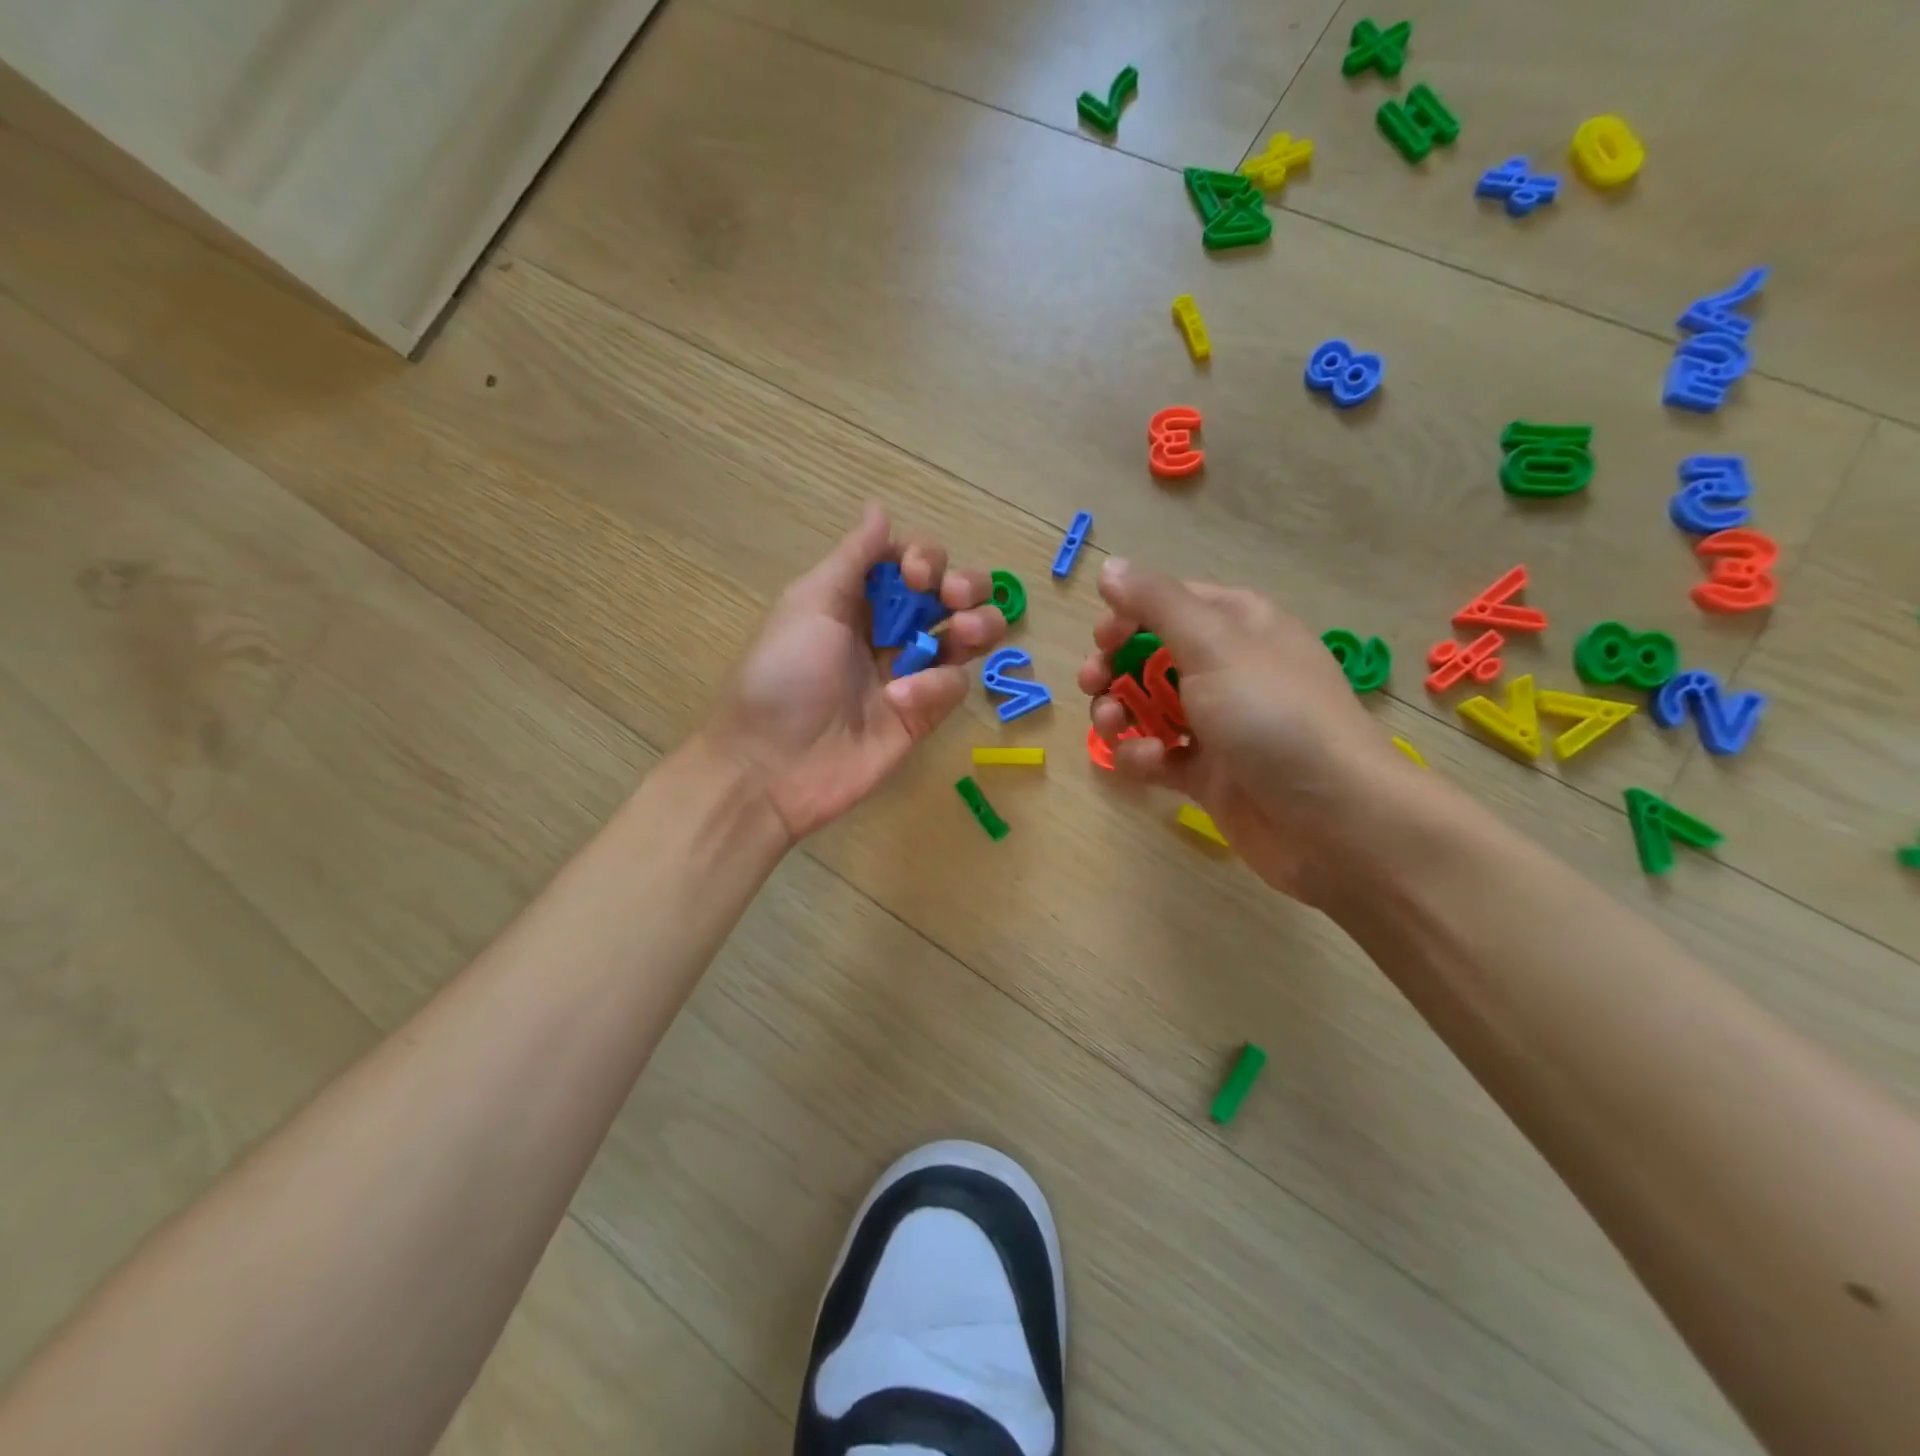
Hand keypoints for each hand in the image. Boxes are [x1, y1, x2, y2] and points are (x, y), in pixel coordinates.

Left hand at [704, 504, 1005, 841]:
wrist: (772, 766)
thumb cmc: (782, 677)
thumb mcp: (810, 604)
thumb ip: (853, 558)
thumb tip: (879, 507)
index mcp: (857, 600)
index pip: (911, 563)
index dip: (926, 558)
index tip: (916, 575)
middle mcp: (888, 631)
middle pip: (949, 595)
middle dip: (965, 586)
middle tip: (954, 598)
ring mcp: (910, 673)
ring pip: (966, 638)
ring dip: (978, 625)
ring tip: (966, 632)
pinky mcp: (923, 715)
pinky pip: (952, 687)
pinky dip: (937, 685)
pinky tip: (903, 697)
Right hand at [1078, 558, 1405, 902]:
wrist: (1331, 819)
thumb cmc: (1273, 715)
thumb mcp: (1213, 644)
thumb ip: (1156, 603)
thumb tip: (1109, 566)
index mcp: (1237, 625)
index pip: (1169, 604)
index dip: (1128, 616)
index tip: (1102, 639)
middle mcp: (1227, 669)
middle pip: (1149, 656)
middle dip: (1113, 668)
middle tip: (1093, 684)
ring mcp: (1216, 724)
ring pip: (1146, 708)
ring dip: (1118, 714)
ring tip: (1113, 727)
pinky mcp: (1206, 773)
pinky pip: (1157, 755)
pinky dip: (1143, 757)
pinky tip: (1151, 764)